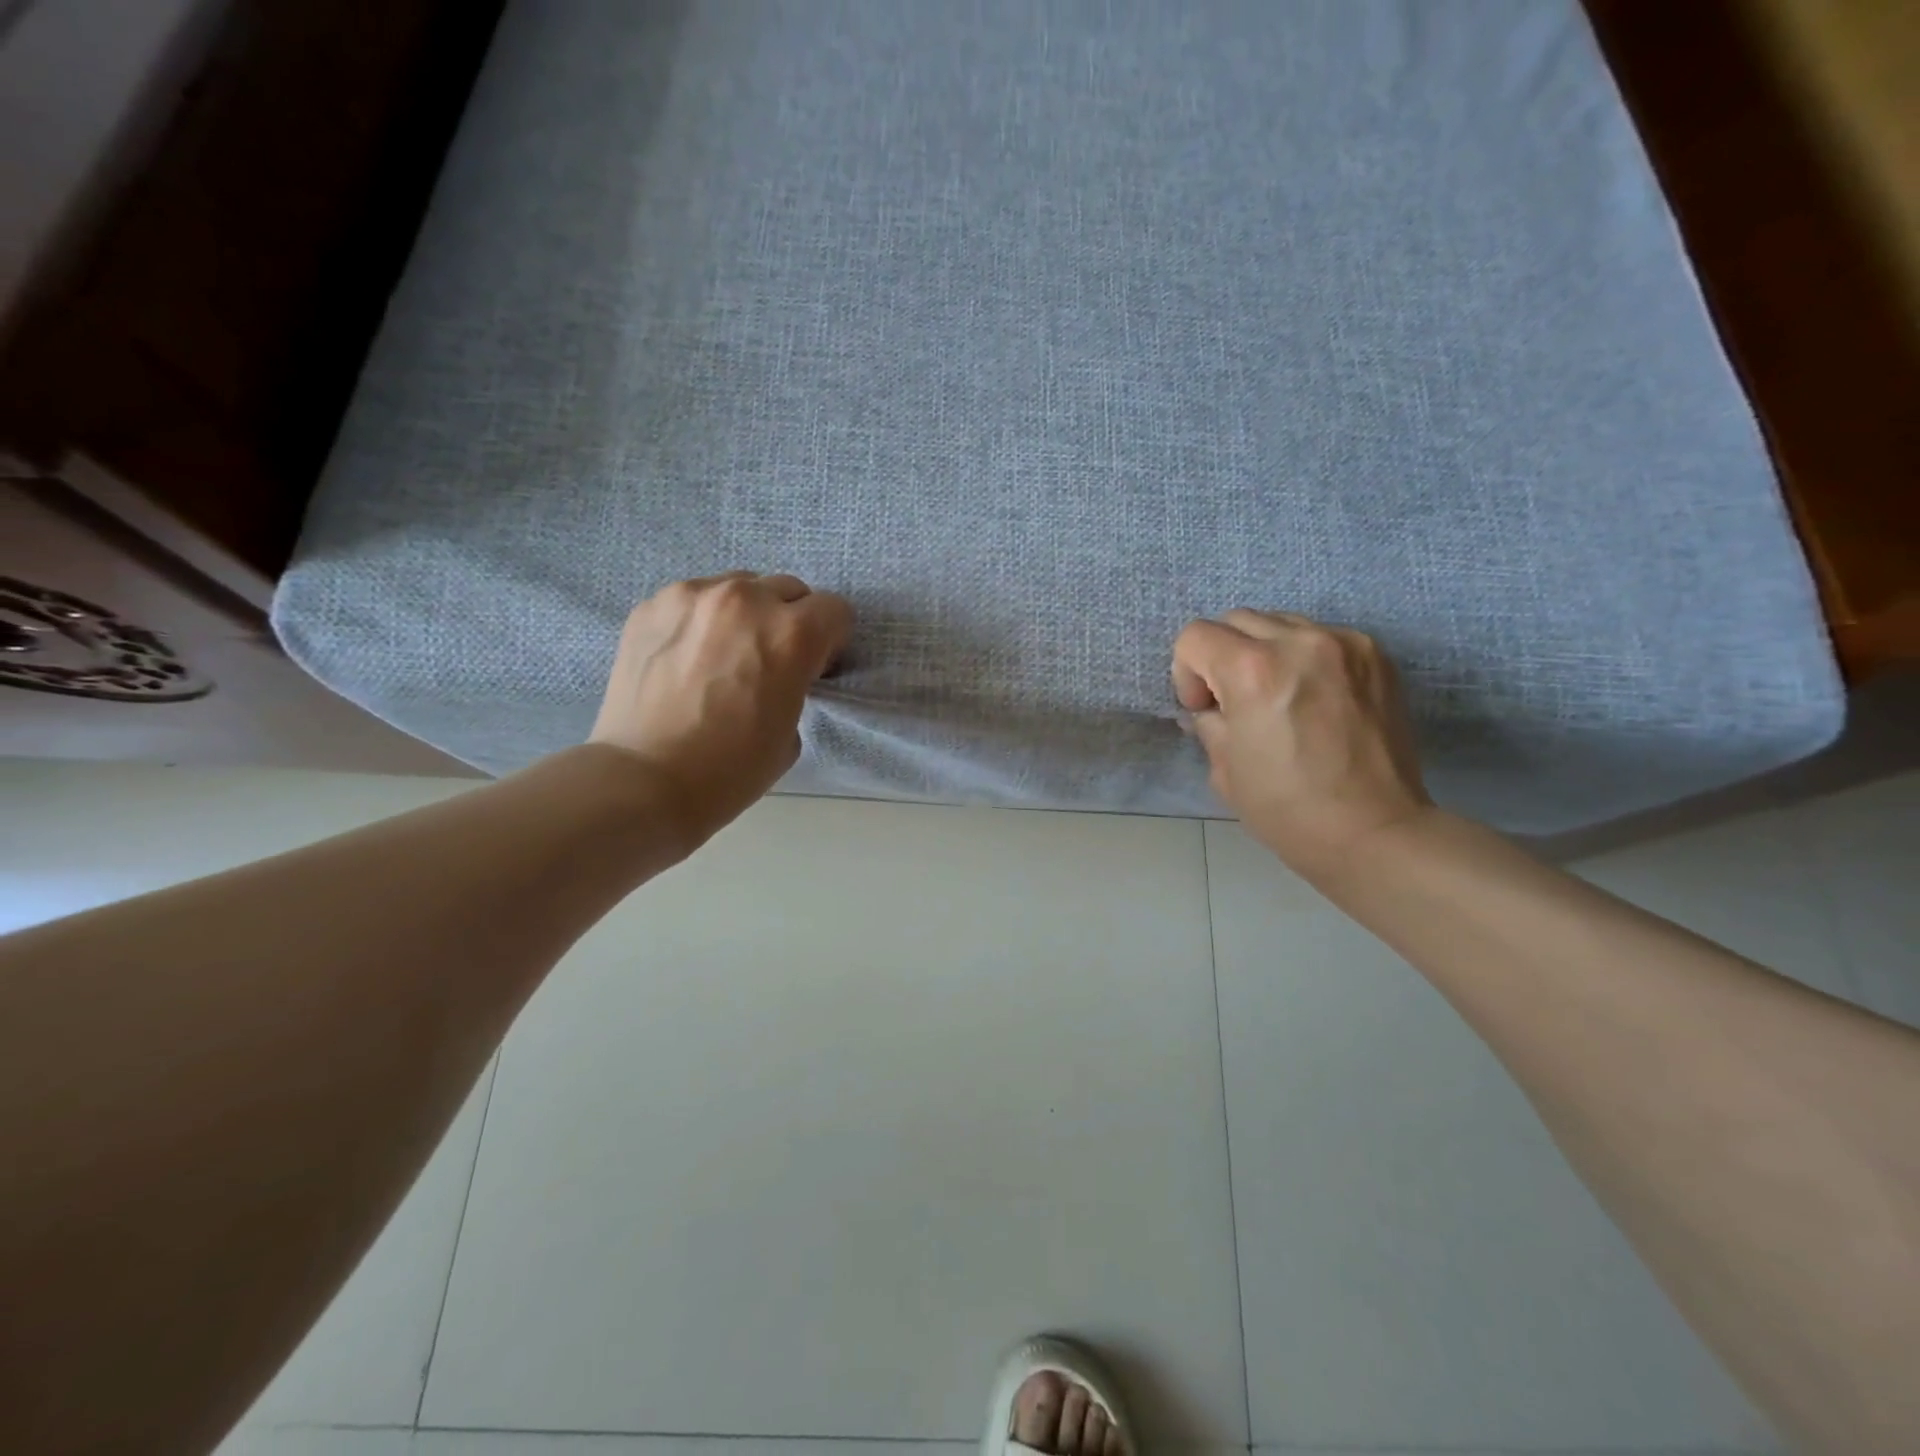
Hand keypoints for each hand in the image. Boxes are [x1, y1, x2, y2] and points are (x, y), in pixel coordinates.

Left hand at [590, 572, 852, 847]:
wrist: (643, 779)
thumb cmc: (729, 769)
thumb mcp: (790, 732)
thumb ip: (795, 684)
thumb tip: (778, 673)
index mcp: (791, 634)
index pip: (834, 610)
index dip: (830, 640)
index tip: (815, 666)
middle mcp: (746, 600)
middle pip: (788, 589)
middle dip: (789, 620)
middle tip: (770, 660)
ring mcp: (693, 596)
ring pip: (739, 587)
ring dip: (744, 614)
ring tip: (723, 654)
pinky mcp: (652, 605)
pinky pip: (694, 599)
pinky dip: (701, 620)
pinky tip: (685, 658)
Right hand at [1172, 610, 1432, 877]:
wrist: (1373, 830)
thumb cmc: (1286, 808)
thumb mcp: (1223, 768)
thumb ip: (1209, 721)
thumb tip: (1210, 707)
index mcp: (1253, 670)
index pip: (1195, 636)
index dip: (1187, 673)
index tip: (1205, 709)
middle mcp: (1299, 642)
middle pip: (1236, 620)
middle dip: (1222, 656)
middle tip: (1237, 702)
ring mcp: (1345, 643)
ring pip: (1280, 622)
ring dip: (1264, 651)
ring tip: (1279, 697)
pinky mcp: (1375, 655)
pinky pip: (1321, 637)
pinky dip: (1304, 658)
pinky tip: (1314, 698)